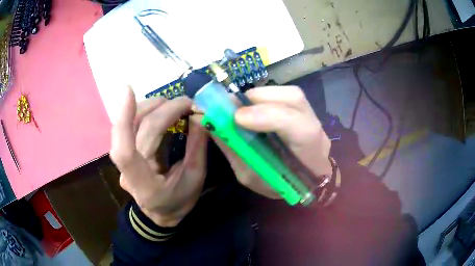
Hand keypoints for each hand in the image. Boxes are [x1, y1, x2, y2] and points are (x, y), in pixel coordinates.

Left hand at [110, 87, 207, 226]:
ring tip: (173, 104)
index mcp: (145, 184)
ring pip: (128, 125)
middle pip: (135, 130)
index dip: (123, 119)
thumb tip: (199, 116)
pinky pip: (130, 127)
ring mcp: (122, 162)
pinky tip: (158, 108)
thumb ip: (197, 146)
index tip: (128, 90)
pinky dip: (143, 112)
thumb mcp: (195, 178)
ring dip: (150, 106)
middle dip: (160, 108)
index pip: (125, 152)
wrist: (159, 214)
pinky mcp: (123, 153)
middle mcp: (127, 171)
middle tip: (186, 103)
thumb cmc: (178, 201)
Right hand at [213, 86, 331, 198]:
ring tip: (239, 107)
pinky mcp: (305, 110)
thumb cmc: (278, 185)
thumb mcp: (251, 176)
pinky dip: (263, 97)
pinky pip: (285, 95)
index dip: (269, 117)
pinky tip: (251, 107)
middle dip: (258, 99)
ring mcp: (313, 118)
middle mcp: (317, 132)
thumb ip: (235, 150)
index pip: (302, 129)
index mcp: (310, 157)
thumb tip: (210, 123)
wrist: (303, 181)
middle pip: (296, 100)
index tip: (237, 118)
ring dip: (259, 96)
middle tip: (230, 107)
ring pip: (291, 93)